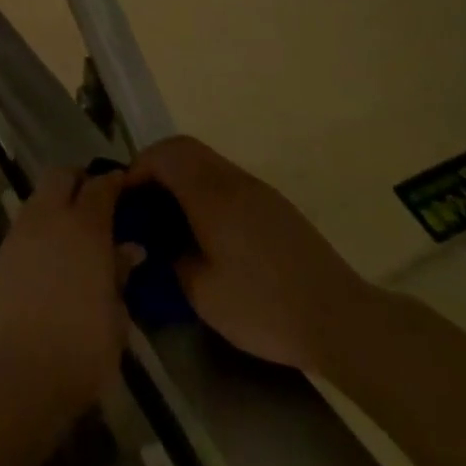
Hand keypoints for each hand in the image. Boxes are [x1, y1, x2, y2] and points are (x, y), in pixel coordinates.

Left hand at [0, 167, 131, 421]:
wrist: (17, 376)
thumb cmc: (81, 350)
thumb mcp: (116, 318)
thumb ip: (120, 275)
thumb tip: (129, 250)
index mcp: (85, 227)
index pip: (101, 186)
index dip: (114, 182)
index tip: (125, 186)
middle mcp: (50, 217)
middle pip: (61, 175)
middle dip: (79, 179)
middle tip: (96, 201)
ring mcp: (21, 232)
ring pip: (39, 195)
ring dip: (57, 200)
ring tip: (74, 228)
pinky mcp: (2, 252)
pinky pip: (26, 221)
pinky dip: (41, 223)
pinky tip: (52, 251)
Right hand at [127, 136, 373, 372]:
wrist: (340, 318)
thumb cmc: (264, 306)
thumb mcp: (203, 294)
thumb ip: (172, 260)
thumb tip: (160, 243)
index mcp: (210, 194)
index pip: (164, 155)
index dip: (138, 169)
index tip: (125, 199)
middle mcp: (232, 180)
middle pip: (184, 147)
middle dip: (156, 165)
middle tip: (142, 202)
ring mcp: (257, 189)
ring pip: (207, 161)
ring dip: (182, 176)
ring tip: (170, 217)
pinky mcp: (274, 205)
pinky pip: (226, 179)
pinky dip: (204, 189)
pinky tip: (206, 229)